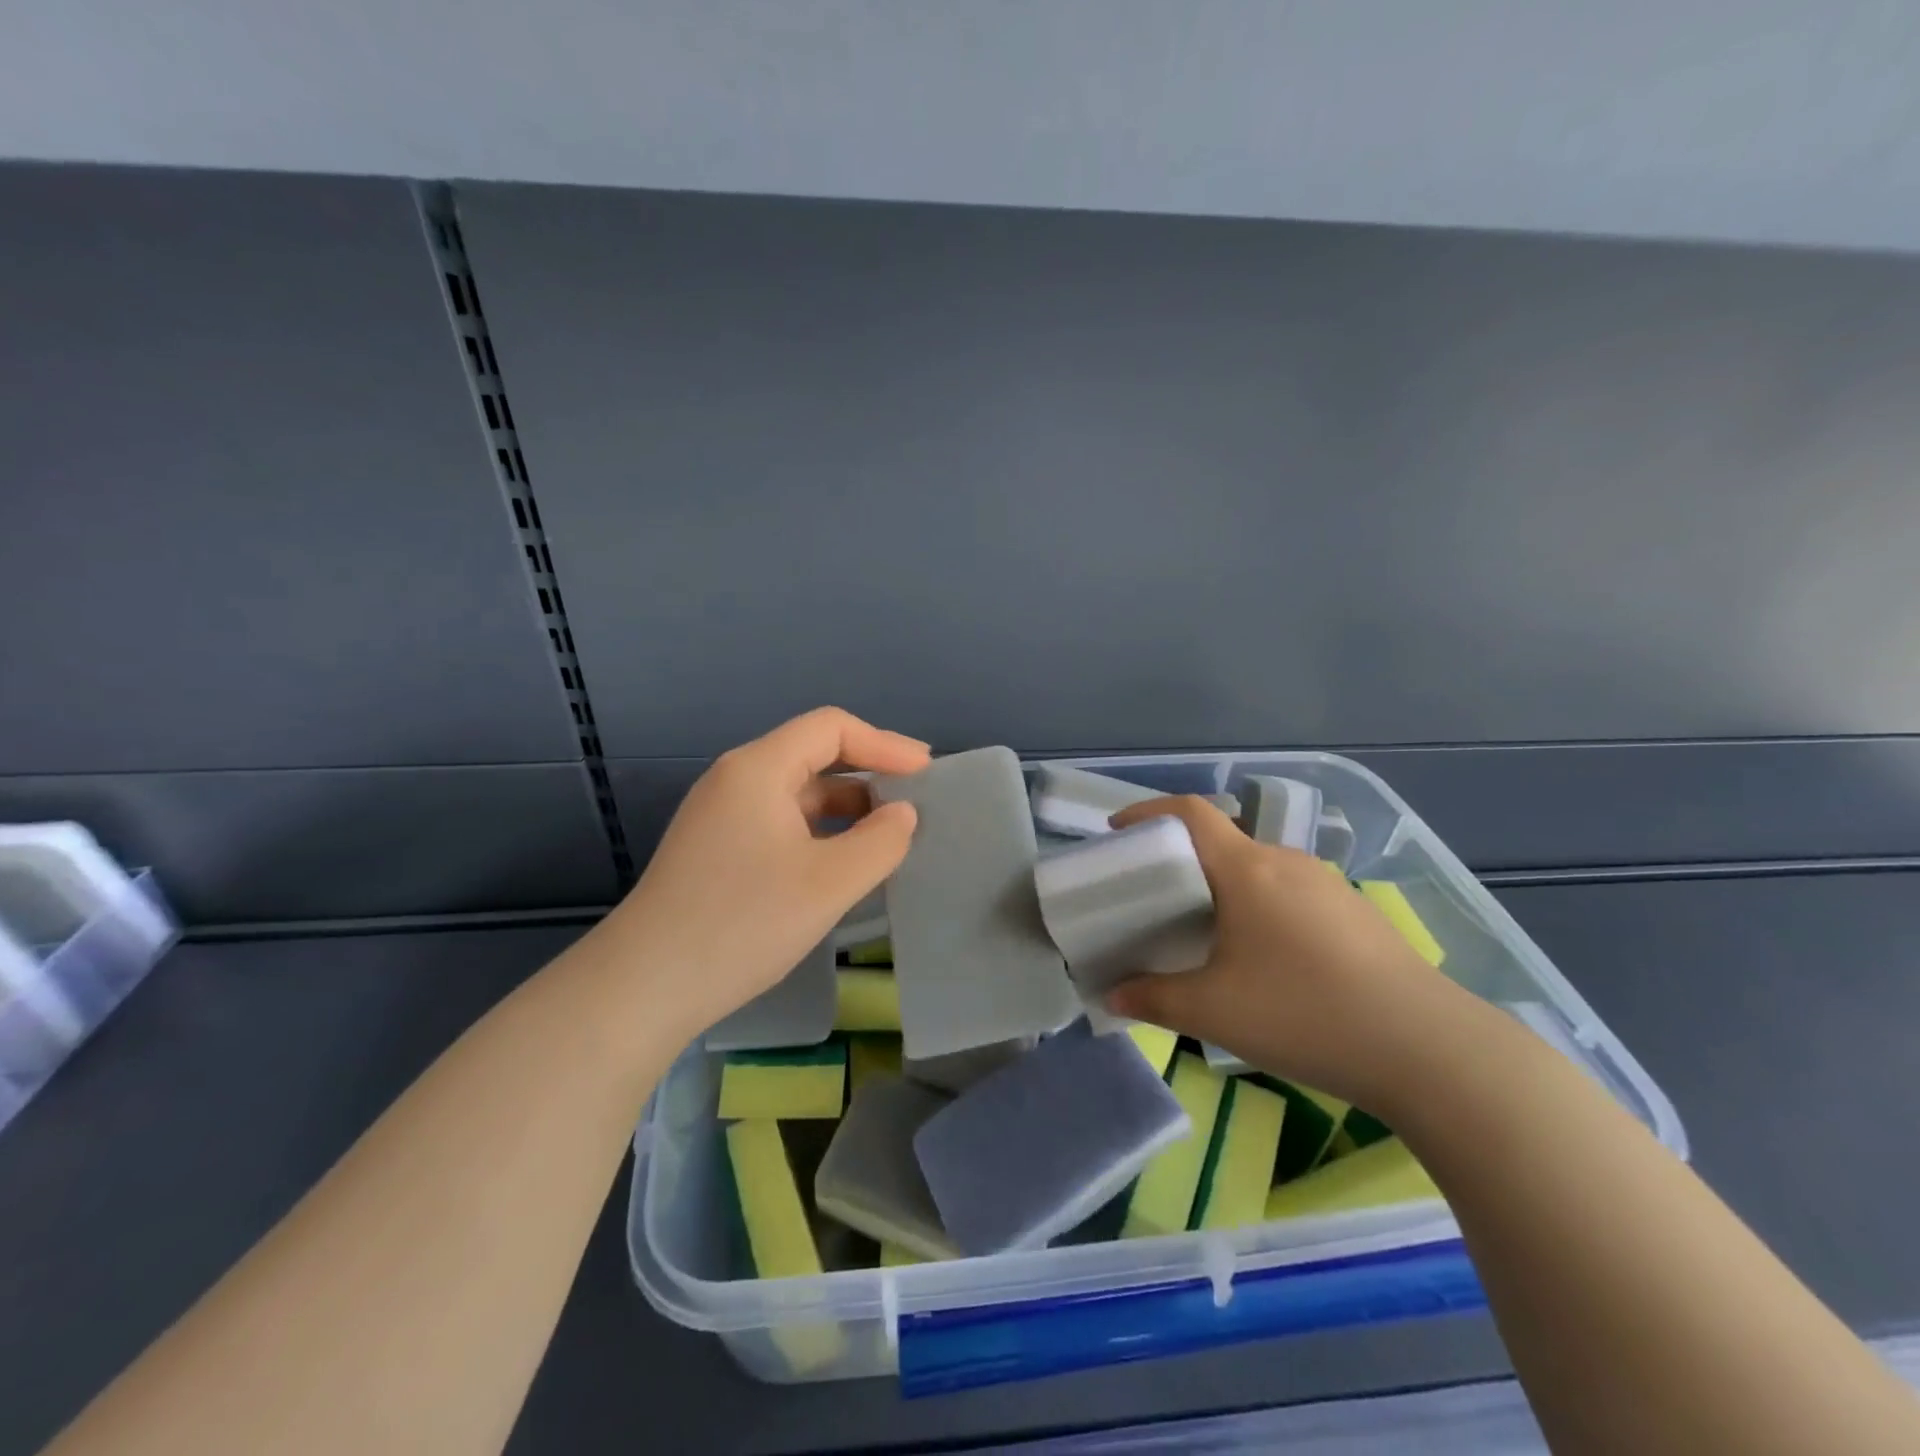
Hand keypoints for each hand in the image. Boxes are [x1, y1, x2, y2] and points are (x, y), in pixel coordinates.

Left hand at [606, 707, 929, 1038]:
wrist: (644, 986)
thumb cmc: (743, 923)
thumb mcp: (829, 883)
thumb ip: (880, 842)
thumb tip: (902, 814)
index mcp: (759, 769)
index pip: (832, 728)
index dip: (885, 743)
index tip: (926, 773)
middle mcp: (736, 780)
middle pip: (814, 754)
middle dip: (869, 772)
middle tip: (915, 799)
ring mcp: (722, 816)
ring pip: (798, 793)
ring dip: (846, 807)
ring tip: (888, 835)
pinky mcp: (717, 849)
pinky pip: (781, 822)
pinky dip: (820, 831)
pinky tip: (843, 861)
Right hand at [1104, 796, 1466, 1109]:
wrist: (1430, 1050)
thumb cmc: (1305, 1014)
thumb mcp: (1213, 1012)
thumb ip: (1153, 1000)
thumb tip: (1113, 997)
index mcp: (1247, 869)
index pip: (1191, 812)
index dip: (1149, 812)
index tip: (1119, 832)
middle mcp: (1286, 863)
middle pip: (1222, 842)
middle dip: (1182, 861)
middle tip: (1156, 901)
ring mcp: (1328, 886)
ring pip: (1258, 870)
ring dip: (1224, 888)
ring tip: (1207, 934)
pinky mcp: (1355, 913)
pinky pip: (1290, 893)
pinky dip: (1260, 907)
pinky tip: (1265, 959)